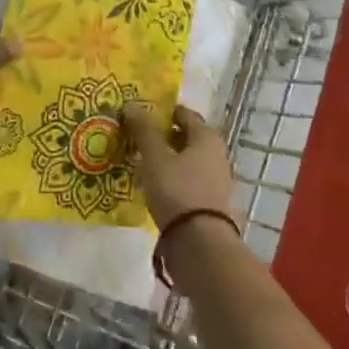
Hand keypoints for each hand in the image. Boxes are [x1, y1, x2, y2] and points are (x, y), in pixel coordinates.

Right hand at [121, 103, 235, 230]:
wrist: (200, 243)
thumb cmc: (178, 190)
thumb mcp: (155, 157)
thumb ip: (143, 131)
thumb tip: (131, 105)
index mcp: (207, 137)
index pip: (184, 114)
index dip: (162, 112)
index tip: (140, 116)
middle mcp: (217, 154)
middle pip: (187, 138)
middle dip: (163, 137)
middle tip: (136, 140)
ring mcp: (216, 180)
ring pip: (187, 161)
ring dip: (167, 160)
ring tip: (141, 164)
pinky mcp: (211, 203)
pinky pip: (188, 182)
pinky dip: (173, 180)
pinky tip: (154, 187)